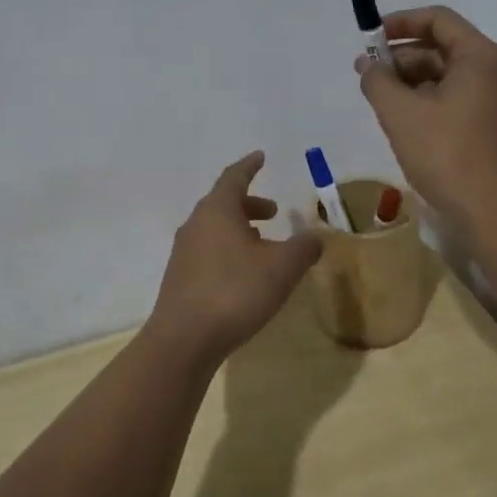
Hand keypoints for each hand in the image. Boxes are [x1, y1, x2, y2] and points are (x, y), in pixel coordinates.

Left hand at [146, 152, 323, 364]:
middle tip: (274, 212)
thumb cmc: (235, 291)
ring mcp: (183, 252)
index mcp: (217, 210)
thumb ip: (303, 248)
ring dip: (240, 230)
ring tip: (264, 245)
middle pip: (223, 204)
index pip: (234, 177)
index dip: (249, 166)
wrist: (184, 339)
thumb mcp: (282, 268)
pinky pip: (208, 252)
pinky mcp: (180, 279)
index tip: (261, 157)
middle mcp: (196, 224)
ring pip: (215, 229)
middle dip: (250, 204)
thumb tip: (316, 237)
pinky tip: (244, 274)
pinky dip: (229, 251)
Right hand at [355, 6, 496, 236]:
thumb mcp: (400, 114)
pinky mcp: (496, 128)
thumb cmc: (448, 155)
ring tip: (380, 102)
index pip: (438, 19)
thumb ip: (378, 81)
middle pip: (443, 48)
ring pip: (449, 77)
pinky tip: (405, 122)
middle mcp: (496, 71)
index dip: (400, 22)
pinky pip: (458, 100)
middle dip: (402, 57)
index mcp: (481, 56)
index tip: (370, 38)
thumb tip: (369, 65)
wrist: (496, 214)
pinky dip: (429, 102)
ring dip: (413, 82)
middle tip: (368, 75)